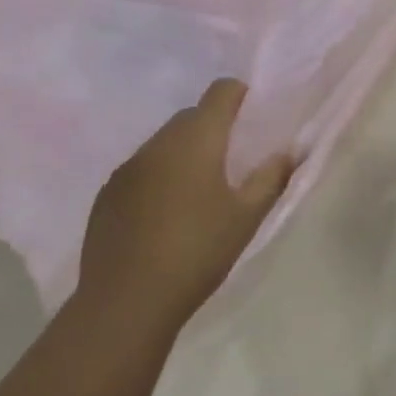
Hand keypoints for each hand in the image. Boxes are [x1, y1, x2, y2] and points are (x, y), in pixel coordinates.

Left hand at [76, 78, 294, 330]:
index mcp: (196, 140)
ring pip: (163, 143)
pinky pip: (140, 169)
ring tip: (197, 192)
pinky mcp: (106, 194)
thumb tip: (289, 151)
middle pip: (190, 116)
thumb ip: (271, 178)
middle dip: (212, 127)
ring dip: (183, 153)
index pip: (220, 93)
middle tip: (230, 161)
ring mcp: (127, 168)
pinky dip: (157, 177)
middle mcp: (158, 143)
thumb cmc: (197, 253)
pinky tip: (163, 216)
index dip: (239, 95)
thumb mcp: (246, 218)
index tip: (252, 117)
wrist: (126, 302)